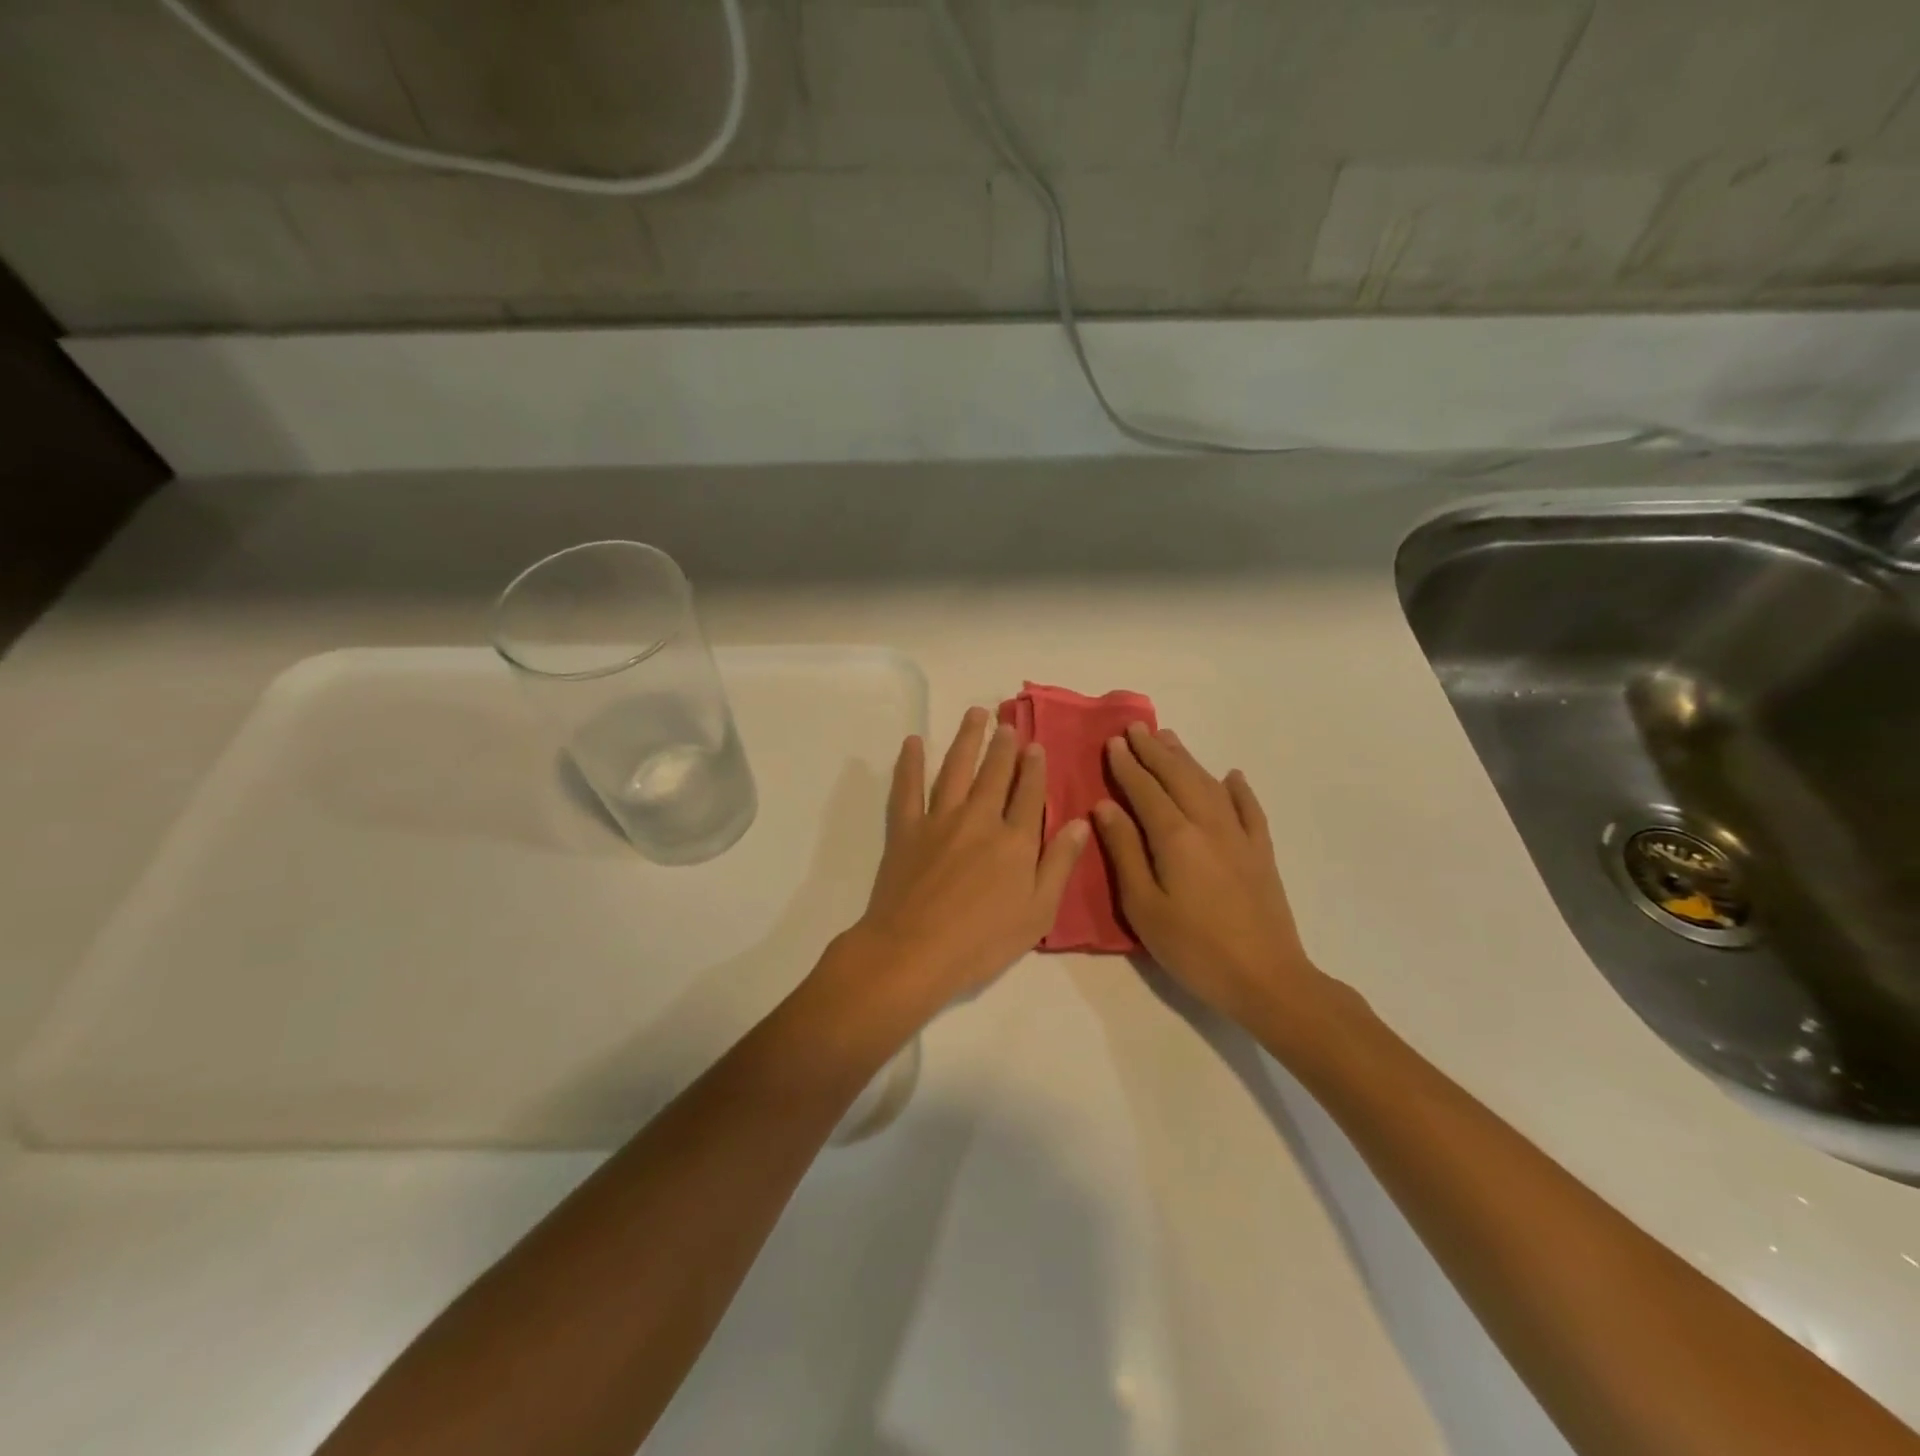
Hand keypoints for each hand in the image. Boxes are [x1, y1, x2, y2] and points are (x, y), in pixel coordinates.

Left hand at [845, 707, 1088, 1005]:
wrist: (914, 951)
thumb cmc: (983, 942)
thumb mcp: (1038, 912)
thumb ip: (1059, 864)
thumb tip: (1080, 822)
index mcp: (1015, 840)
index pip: (1030, 794)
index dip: (1035, 768)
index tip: (1036, 745)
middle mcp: (980, 819)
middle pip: (995, 773)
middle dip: (1004, 746)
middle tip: (1008, 723)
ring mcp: (939, 820)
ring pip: (956, 769)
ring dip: (966, 740)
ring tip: (975, 715)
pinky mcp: (906, 829)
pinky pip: (907, 788)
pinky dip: (910, 763)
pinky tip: (914, 742)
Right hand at [1092, 722, 1327, 1030]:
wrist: (1266, 978)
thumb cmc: (1193, 948)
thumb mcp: (1144, 906)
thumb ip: (1124, 851)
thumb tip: (1105, 806)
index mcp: (1175, 837)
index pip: (1145, 790)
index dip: (1127, 765)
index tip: (1113, 742)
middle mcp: (1208, 825)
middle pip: (1178, 777)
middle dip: (1154, 751)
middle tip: (1135, 728)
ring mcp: (1240, 837)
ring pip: (1210, 785)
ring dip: (1187, 759)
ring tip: (1169, 739)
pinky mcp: (1262, 853)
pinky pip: (1250, 809)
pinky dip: (1238, 789)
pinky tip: (1232, 776)